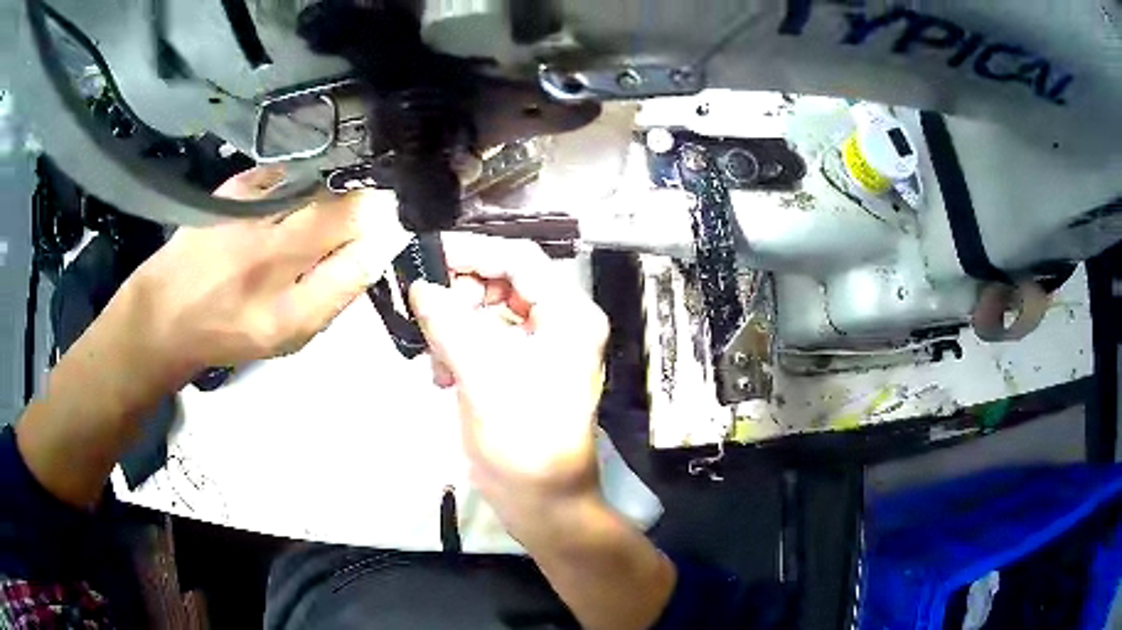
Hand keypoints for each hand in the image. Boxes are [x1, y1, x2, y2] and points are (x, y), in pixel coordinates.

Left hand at [16, 168, 410, 507]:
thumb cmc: (229, 332)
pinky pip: (286, 173)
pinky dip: (303, 178)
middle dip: (368, 204)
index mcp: (287, 311)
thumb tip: (375, 248)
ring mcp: (250, 217)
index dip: (382, 237)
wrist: (164, 314)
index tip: (388, 230)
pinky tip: (298, 190)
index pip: (358, 260)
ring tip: (335, 197)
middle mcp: (270, 258)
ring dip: (338, 187)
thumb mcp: (286, 337)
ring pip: (317, 186)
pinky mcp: (233, 189)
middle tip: (371, 207)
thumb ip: (334, 295)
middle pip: (342, 211)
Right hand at [411, 235, 676, 629]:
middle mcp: (561, 324)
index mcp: (568, 315)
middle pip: (503, 283)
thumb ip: (450, 323)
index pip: (518, 259)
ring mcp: (542, 349)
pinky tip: (439, 375)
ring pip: (489, 313)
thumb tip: (421, 286)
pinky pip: (486, 343)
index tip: (426, 257)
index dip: (472, 251)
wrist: (543, 504)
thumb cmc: (523, 440)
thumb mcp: (482, 375)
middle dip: (459, 296)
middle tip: (424, 314)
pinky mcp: (522, 373)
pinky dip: (459, 350)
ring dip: (454, 327)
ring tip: (432, 356)